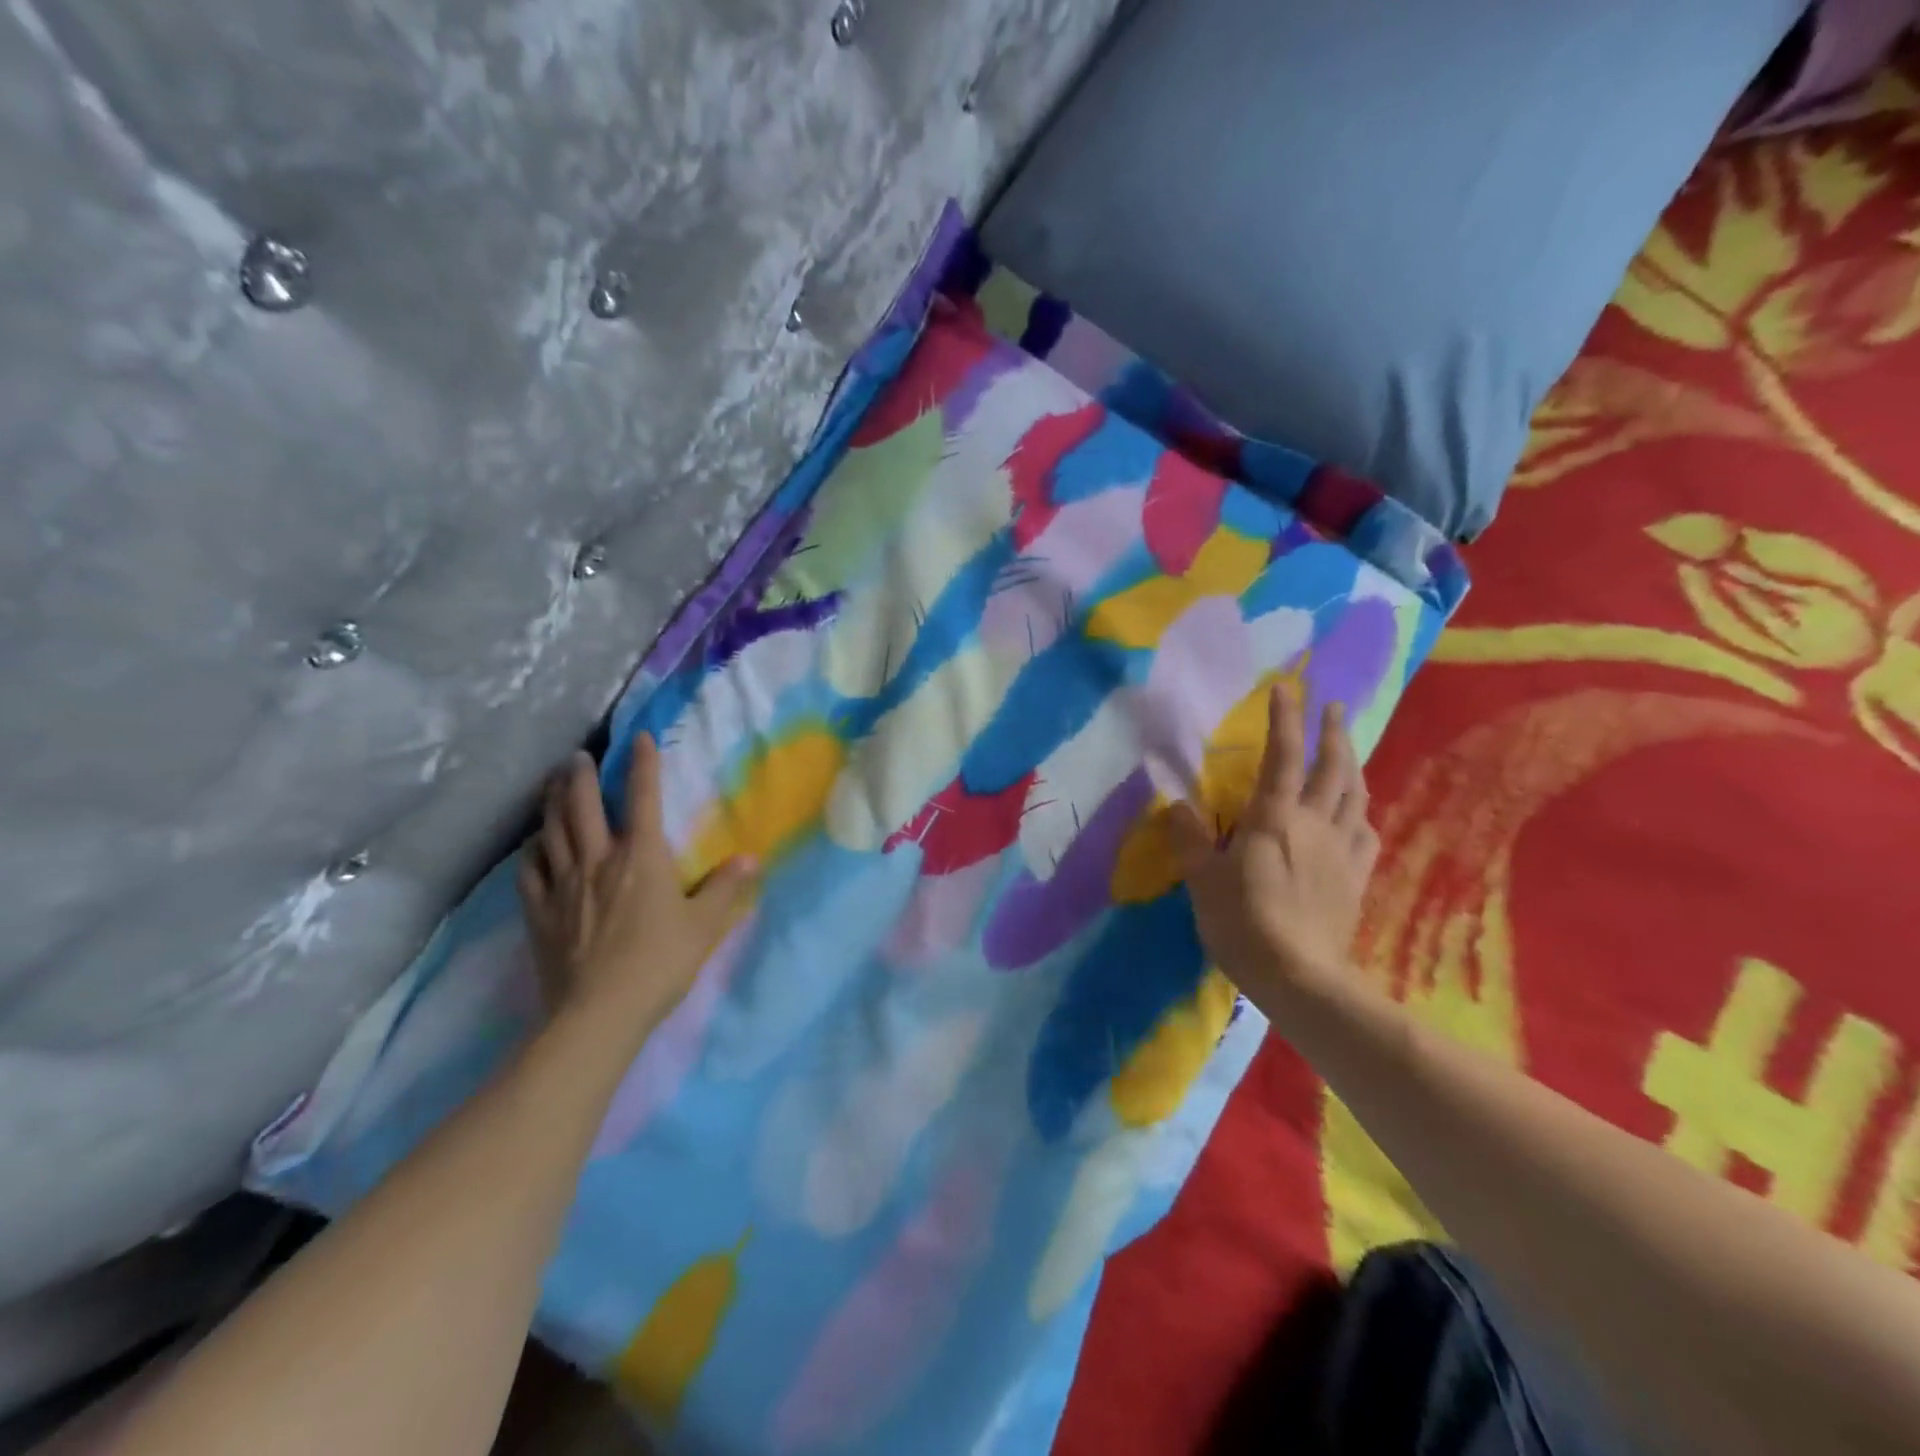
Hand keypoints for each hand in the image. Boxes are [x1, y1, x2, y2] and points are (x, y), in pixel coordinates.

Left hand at [517, 738, 755, 1043]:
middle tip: (579, 756)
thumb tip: (750, 858)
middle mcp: (598, 860)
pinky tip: (534, 844)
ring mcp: (563, 885)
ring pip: (551, 830)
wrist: (599, 1013)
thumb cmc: (660, 963)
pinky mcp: (540, 912)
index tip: (640, 738)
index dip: (643, 764)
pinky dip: (532, 850)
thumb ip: (726, 887)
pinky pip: (530, 870)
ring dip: (551, 801)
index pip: (643, 797)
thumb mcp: (705, 925)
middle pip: (582, 805)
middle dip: (581, 774)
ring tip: (551, 783)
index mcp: (641, 857)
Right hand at [1167, 686, 1378, 1003]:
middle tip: (1335, 707)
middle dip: (1334, 733)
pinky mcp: (1356, 879)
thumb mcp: (1204, 880)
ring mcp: (1342, 851)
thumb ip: (1191, 839)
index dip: (1285, 720)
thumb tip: (1176, 805)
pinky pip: (1366, 834)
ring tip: (1348, 750)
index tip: (1287, 688)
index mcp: (1275, 818)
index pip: (1282, 757)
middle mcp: (1315, 824)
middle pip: (1333, 768)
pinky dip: (1362, 813)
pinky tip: (1359, 814)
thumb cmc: (1243, 922)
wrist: (1301, 977)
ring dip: (1353, 765)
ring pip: (1356, 796)